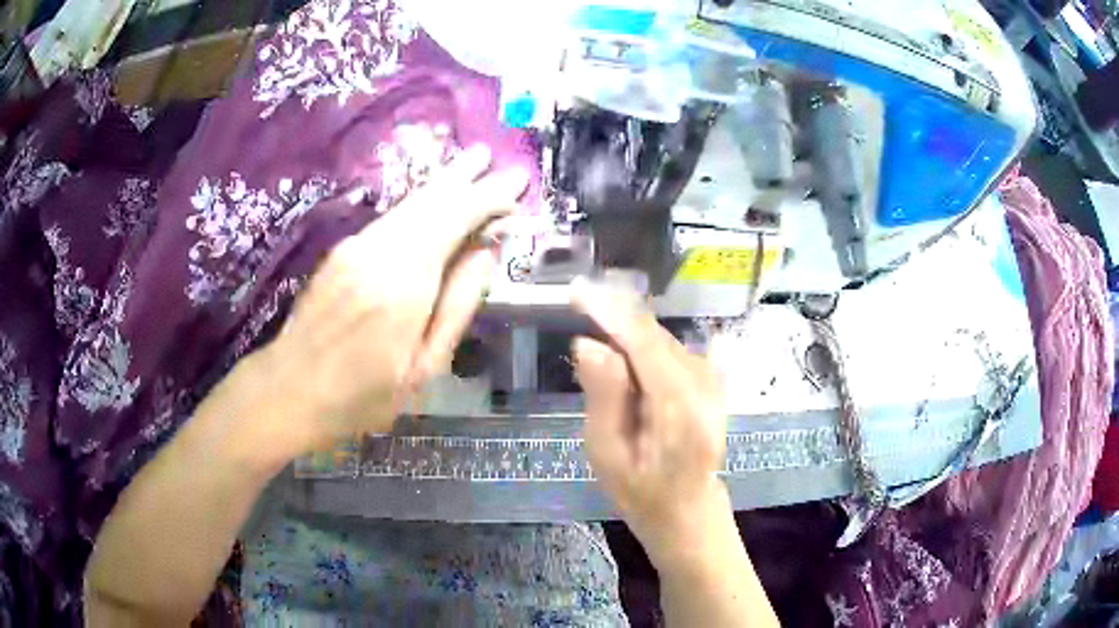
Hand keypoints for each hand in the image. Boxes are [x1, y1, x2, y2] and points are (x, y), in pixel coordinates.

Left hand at [250, 145, 527, 453]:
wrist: (291, 390)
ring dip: (443, 183)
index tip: (517, 187)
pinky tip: (433, 198)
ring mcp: (355, 247)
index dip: (488, 199)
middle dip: (466, 178)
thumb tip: (487, 252)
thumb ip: (458, 306)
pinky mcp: (342, 251)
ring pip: (408, 203)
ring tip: (472, 162)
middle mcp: (379, 251)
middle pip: (430, 200)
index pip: (455, 219)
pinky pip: (391, 216)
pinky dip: (419, 202)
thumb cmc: (363, 395)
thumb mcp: (424, 367)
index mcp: (404, 284)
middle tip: (496, 159)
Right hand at [571, 279, 730, 564]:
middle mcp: (704, 384)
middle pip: (654, 334)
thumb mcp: (608, 454)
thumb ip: (603, 396)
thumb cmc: (641, 492)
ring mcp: (713, 381)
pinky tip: (622, 350)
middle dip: (614, 315)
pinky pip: (671, 349)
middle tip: (576, 304)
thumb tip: (589, 343)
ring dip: (627, 330)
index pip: (644, 341)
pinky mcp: (712, 381)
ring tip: (594, 329)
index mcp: (679, 406)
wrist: (688, 510)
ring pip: (662, 338)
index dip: (609, 310)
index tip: (575, 291)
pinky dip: (642, 342)